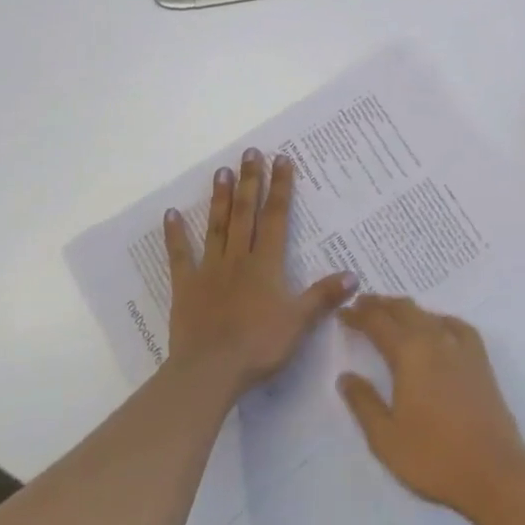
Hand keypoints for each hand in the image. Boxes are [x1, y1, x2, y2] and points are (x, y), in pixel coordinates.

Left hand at [165, 150, 353, 398]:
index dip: (280, 188)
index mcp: (266, 264)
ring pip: (217, 227)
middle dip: (250, 181)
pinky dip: (175, 235)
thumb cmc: (259, 346)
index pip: (275, 217)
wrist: (210, 372)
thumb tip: (353, 275)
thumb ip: (323, 296)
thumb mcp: (299, 322)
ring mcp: (209, 270)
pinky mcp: (186, 288)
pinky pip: (180, 257)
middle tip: (250, 152)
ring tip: (221, 171)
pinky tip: (170, 214)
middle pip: (245, 213)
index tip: (282, 159)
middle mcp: (238, 258)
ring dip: (221, 199)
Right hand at [338, 296, 524, 518]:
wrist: (493, 471)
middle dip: (380, 304)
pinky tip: (437, 326)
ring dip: (406, 310)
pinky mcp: (480, 359)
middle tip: (361, 303)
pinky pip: (455, 325)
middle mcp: (435, 339)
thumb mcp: (385, 437)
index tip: (343, 311)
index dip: (358, 315)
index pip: (378, 323)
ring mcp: (461, 347)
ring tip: (391, 313)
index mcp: (409, 353)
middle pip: (404, 310)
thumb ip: (363, 403)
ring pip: (428, 314)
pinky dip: (438, 319)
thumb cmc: (433, 457)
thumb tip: (346, 376)